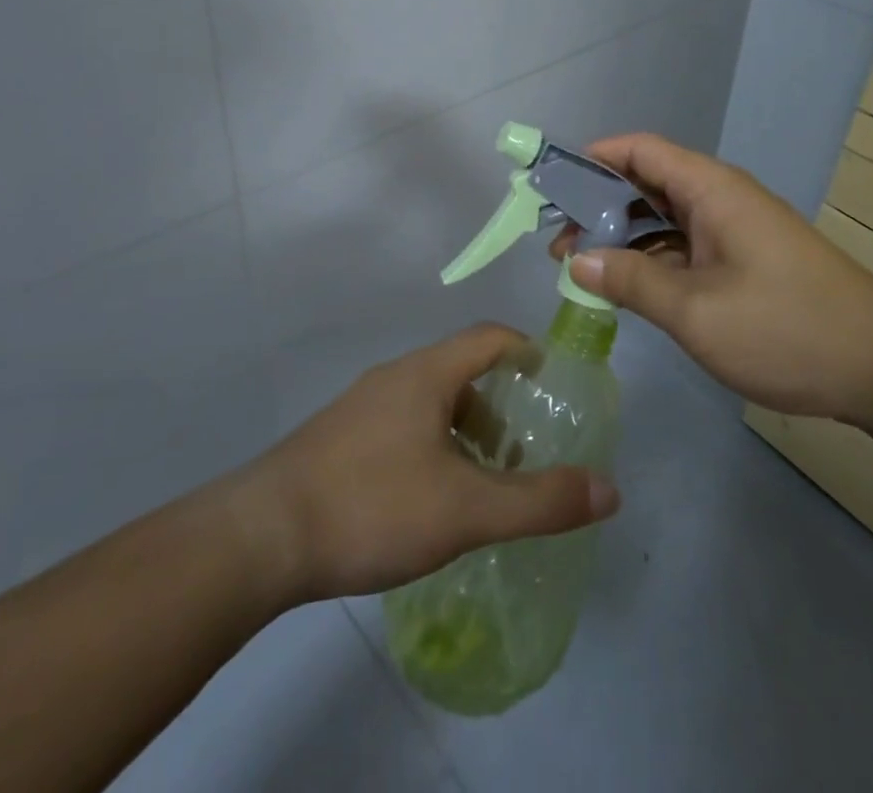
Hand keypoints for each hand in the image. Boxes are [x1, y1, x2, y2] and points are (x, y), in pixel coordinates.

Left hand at [240, 325, 619, 602]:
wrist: (262, 536)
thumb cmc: (372, 505)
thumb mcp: (466, 510)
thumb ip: (539, 501)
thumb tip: (609, 489)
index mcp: (426, 374)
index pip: (489, 337)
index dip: (526, 349)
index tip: (552, 380)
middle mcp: (393, 377)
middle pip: (460, 371)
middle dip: (497, 405)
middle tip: (520, 452)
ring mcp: (361, 407)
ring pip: (428, 401)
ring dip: (463, 430)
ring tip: (478, 482)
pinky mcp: (338, 438)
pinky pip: (400, 425)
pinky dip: (431, 446)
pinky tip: (427, 500)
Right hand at [553, 133, 872, 421]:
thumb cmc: (786, 327)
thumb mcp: (696, 310)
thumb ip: (632, 282)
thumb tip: (578, 262)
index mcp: (710, 190)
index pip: (639, 150)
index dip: (592, 158)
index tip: (552, 187)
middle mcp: (720, 199)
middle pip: (647, 182)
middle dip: (598, 206)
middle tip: (558, 243)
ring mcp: (735, 230)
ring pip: (664, 218)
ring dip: (623, 237)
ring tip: (582, 268)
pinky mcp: (745, 260)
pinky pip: (685, 245)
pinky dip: (652, 259)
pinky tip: (629, 288)